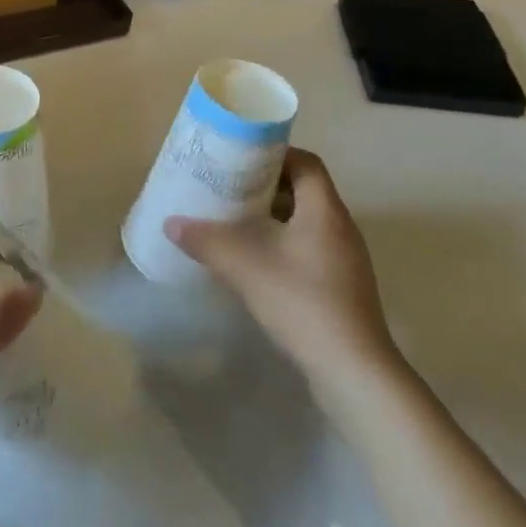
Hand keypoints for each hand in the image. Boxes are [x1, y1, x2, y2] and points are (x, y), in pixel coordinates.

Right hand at [167, 147, 401, 408]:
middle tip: (229, 187)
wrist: (353, 372)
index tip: (241, 157)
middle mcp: (340, 228)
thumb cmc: (302, 303)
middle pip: (304, 190)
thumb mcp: (245, 266)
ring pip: (305, 222)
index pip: (306, 163)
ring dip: (272, 217)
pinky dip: (281, 244)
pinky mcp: (341, 288)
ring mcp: (344, 260)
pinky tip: (254, 262)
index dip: (275, 154)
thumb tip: (171, 223)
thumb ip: (207, 240)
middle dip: (266, 186)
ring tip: (235, 221)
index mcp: (325, 211)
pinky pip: (308, 249)